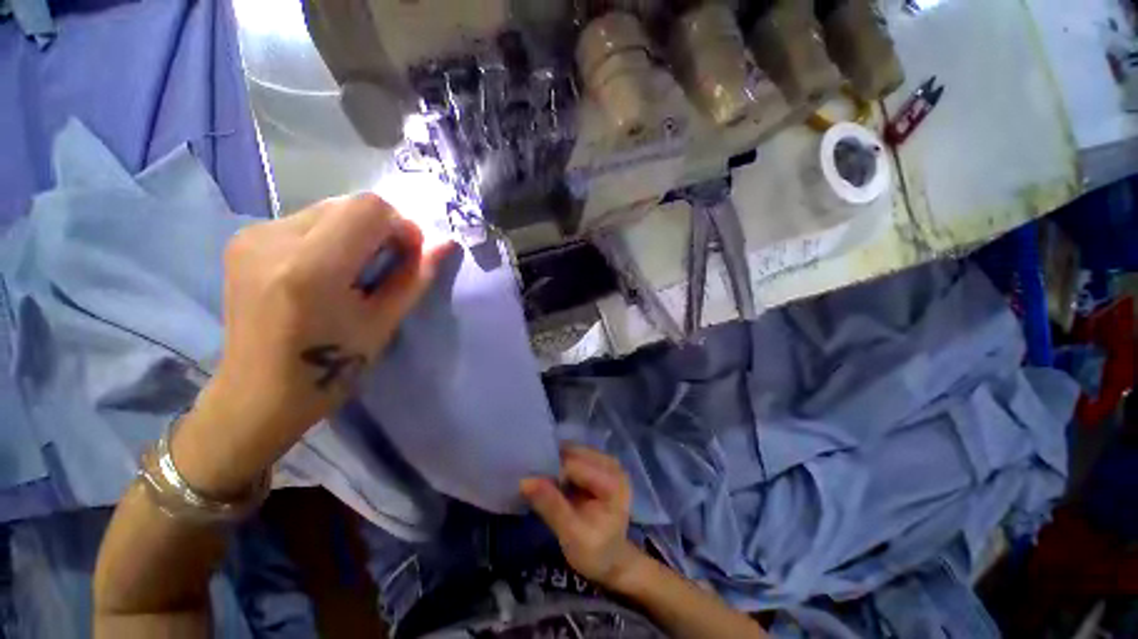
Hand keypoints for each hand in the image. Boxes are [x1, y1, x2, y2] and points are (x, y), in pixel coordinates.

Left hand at [175, 193, 451, 495]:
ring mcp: (250, 236)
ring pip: (327, 209)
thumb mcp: (383, 324)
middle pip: (348, 204)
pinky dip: (329, 237)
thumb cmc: (330, 369)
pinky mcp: (242, 239)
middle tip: (383, 267)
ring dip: (354, 233)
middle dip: (379, 229)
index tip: (407, 255)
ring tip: (352, 272)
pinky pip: (304, 221)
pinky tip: (324, 271)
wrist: (256, 395)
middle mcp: (272, 240)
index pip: (368, 208)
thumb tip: (445, 244)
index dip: (400, 226)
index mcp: (310, 268)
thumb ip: (415, 277)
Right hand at [521, 446, 642, 588]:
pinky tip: (556, 480)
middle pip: (574, 453)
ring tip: (545, 482)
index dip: (552, 474)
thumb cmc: (595, 552)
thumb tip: (525, 481)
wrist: (614, 560)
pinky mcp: (602, 464)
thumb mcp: (571, 535)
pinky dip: (564, 464)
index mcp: (612, 482)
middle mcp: (613, 465)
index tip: (535, 488)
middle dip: (554, 464)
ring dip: (558, 462)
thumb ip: (551, 506)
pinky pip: (578, 455)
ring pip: (574, 451)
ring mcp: (609, 462)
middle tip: (537, 482)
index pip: (573, 465)